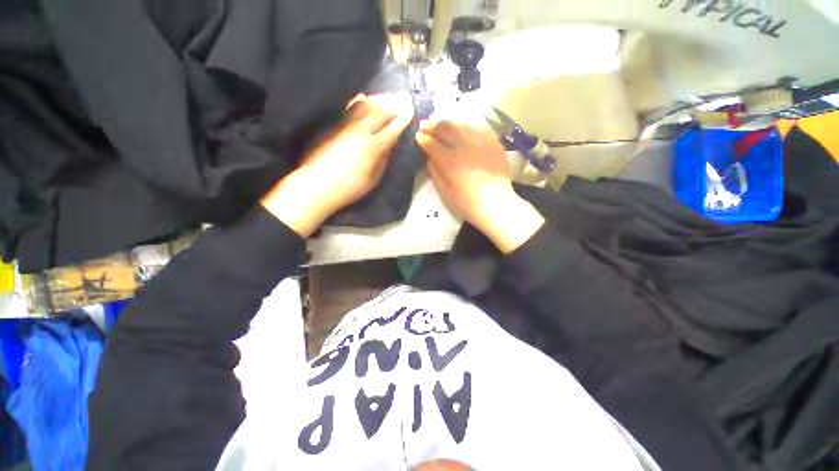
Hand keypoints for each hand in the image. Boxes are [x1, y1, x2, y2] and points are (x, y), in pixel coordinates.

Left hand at [262, 93, 413, 235]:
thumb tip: (389, 145)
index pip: (392, 128)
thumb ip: (383, 160)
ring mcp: (346, 126)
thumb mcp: (373, 179)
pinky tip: (363, 98)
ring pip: (365, 106)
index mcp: (373, 147)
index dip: (403, 118)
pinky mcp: (335, 126)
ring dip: (379, 99)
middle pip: (380, 112)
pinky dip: (359, 101)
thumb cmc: (350, 187)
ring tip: (388, 95)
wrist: (317, 185)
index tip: (411, 109)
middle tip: (404, 97)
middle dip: (394, 104)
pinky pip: (350, 108)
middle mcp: (361, 131)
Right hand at [416, 118, 543, 253]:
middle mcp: (464, 146)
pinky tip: (463, 126)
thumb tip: (430, 159)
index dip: (423, 139)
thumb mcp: (445, 192)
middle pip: (446, 128)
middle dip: (433, 125)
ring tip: (441, 121)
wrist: (496, 204)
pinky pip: (479, 126)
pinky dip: (468, 124)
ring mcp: (481, 141)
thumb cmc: (467, 203)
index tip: (418, 136)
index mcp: (450, 161)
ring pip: (461, 123)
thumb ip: (436, 173)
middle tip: (425, 124)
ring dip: (448, 121)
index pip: (432, 144)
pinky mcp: (493, 142)